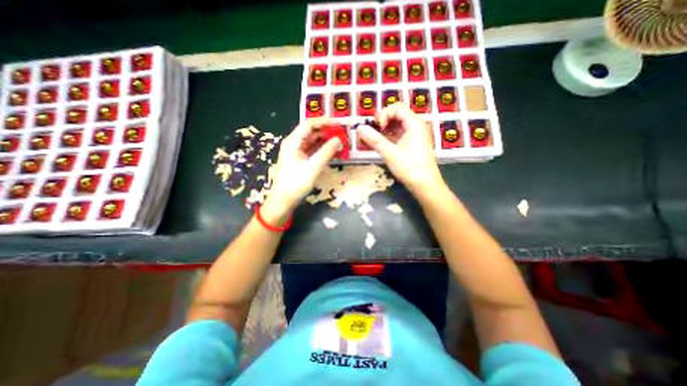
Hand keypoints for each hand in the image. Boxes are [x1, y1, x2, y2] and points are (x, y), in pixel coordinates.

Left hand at [269, 118, 342, 214]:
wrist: (284, 200)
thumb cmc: (296, 184)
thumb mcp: (313, 168)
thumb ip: (326, 152)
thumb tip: (339, 139)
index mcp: (293, 142)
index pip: (309, 124)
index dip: (324, 122)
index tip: (339, 123)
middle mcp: (294, 143)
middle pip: (311, 131)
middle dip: (327, 131)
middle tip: (342, 133)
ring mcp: (297, 151)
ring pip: (313, 141)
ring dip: (326, 140)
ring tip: (340, 142)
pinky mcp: (300, 159)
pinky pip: (313, 150)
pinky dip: (322, 149)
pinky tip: (332, 151)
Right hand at [357, 103, 442, 194]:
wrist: (425, 185)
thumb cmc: (410, 168)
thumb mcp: (390, 153)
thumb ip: (374, 140)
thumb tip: (359, 128)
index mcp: (414, 124)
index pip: (397, 108)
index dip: (384, 114)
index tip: (377, 127)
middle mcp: (416, 126)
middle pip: (397, 115)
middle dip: (383, 121)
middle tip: (372, 132)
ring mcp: (415, 136)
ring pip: (397, 126)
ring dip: (384, 130)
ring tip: (374, 138)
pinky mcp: (412, 145)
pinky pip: (399, 135)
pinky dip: (389, 137)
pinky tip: (380, 144)